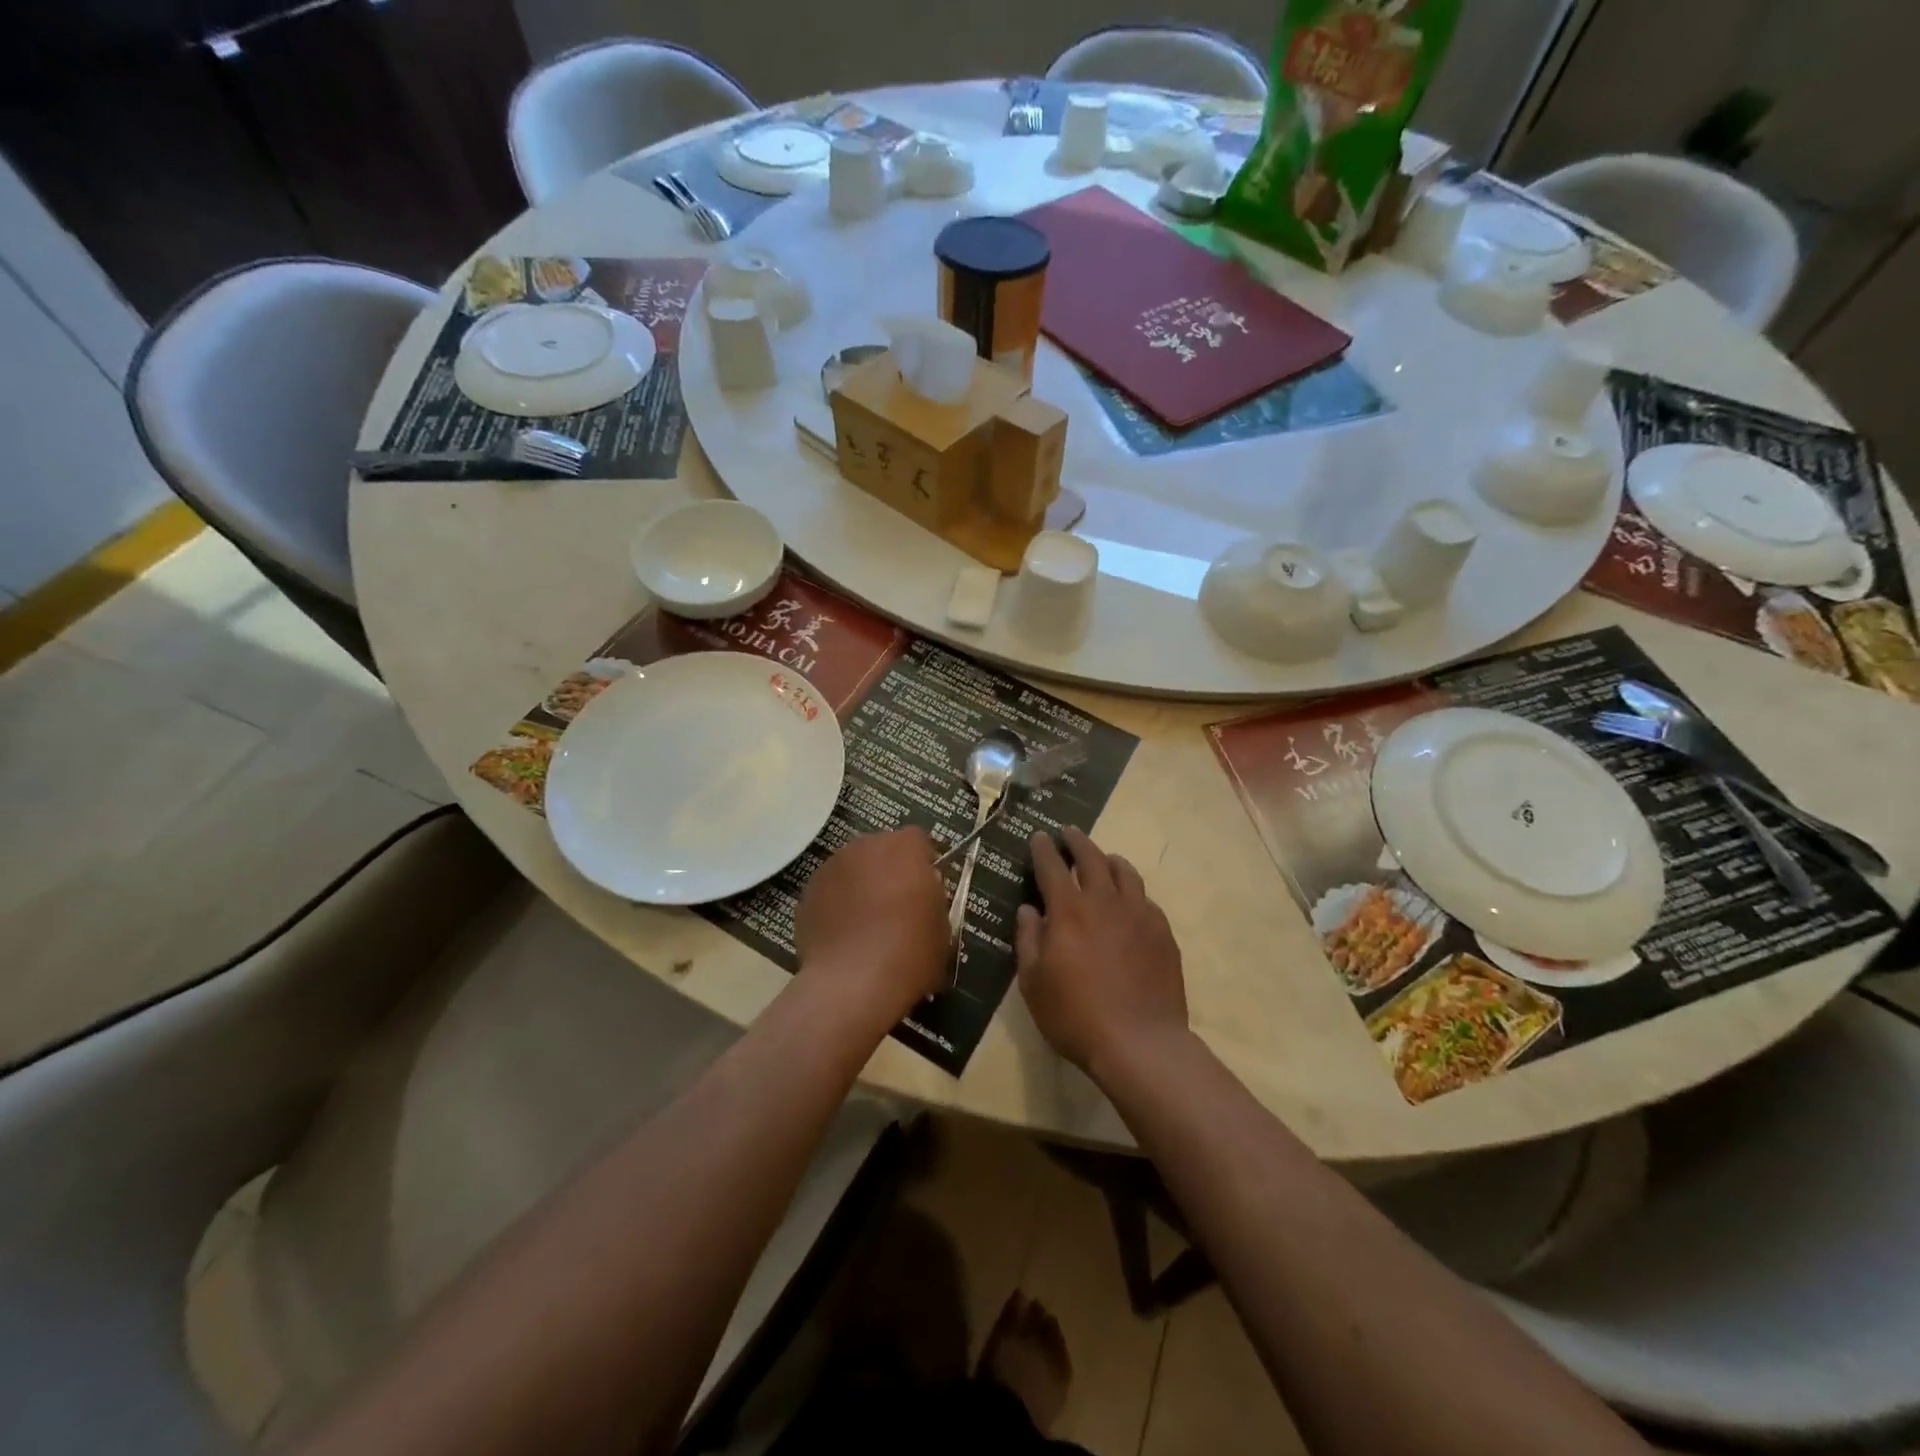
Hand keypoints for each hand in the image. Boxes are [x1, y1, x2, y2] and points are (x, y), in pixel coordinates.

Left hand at [795, 828, 949, 1020]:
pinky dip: (836, 906)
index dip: (923, 862)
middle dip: (888, 869)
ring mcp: (831, 868)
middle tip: (896, 904)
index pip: (918, 840)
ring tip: (865, 922)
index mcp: (904, 847)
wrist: (853, 983)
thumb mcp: (942, 926)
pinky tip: (843, 936)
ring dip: (860, 884)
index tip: (925, 888)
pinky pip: (829, 892)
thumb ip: (931, 898)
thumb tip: (921, 896)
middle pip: (880, 849)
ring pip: (852, 868)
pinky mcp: (807, 894)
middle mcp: (865, 846)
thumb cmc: (910, 952)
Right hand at [1016, 828, 1187, 1075]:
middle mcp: (1105, 901)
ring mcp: (1139, 914)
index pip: (1052, 866)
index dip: (1044, 848)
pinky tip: (1130, 902)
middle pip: (1092, 857)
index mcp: (1069, 910)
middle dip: (1077, 841)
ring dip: (1109, 859)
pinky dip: (1132, 892)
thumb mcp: (1034, 983)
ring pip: (1125, 872)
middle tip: (1069, 833)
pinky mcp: (1163, 932)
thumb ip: (1029, 940)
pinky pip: (1145, 899)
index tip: (1040, 836)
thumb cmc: (1076, 1016)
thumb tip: (1029, 910)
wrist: (1140, 1043)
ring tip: (1103, 859)